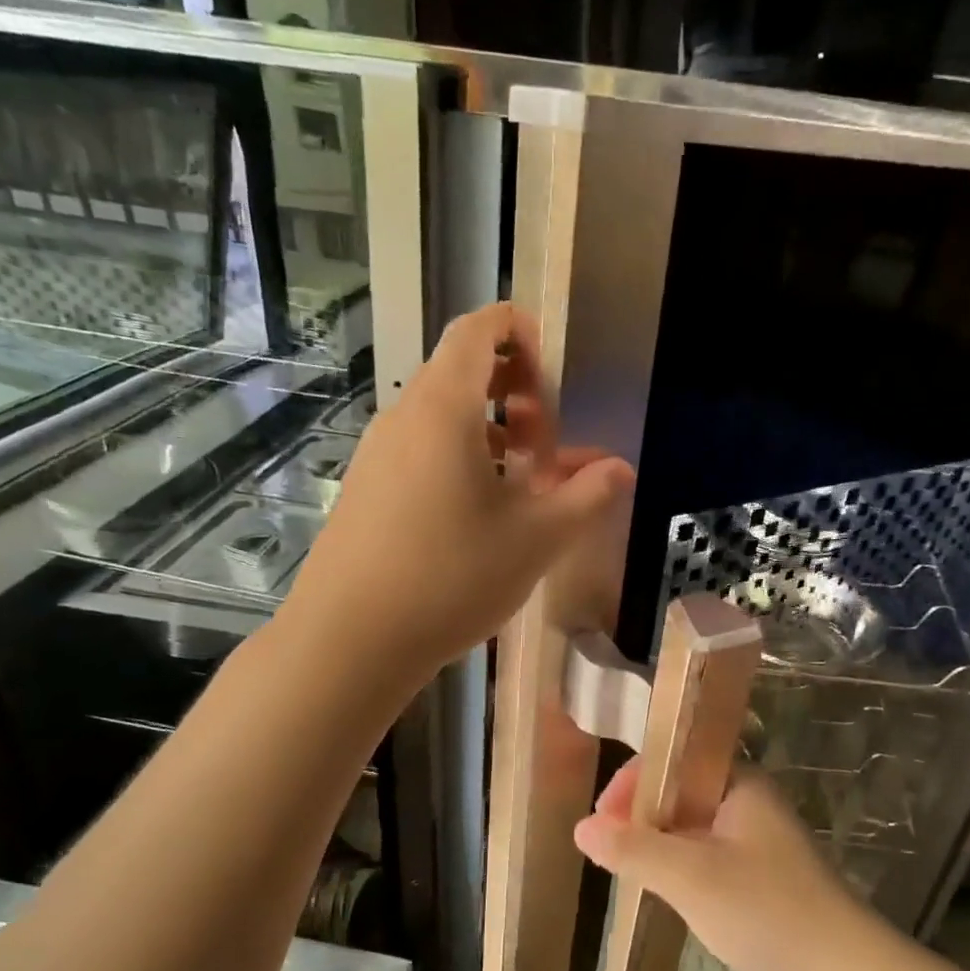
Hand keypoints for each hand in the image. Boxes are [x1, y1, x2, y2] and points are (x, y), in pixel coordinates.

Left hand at [292, 303, 633, 682]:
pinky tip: (481, 514)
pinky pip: (422, 451)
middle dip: (516, 393)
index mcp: (444, 408)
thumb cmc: (451, 577)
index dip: (519, 332)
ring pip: (443, 416)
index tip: (553, 374)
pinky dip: (461, 460)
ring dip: (491, 433)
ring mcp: (378, 454)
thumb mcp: (536, 538)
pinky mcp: (367, 489)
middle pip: (462, 371)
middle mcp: (404, 417)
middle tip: (547, 445)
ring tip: (523, 483)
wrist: (350, 640)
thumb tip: (619, 469)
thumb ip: (585, 496)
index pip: (478, 330)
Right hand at [574, 759, 893, 970]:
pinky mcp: (761, 869)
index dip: (631, 783)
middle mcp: (748, 798)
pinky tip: (666, 889)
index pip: (671, 760)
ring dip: (658, 840)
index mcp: (737, 781)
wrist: (844, 970)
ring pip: (691, 823)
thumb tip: (581, 828)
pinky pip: (707, 850)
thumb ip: (634, 850)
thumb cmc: (765, 909)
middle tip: (610, 850)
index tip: (601, 821)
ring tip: (628, 869)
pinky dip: (680, 862)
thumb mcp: (690, 877)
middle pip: (679, 789)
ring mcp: (757, 835)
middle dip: (640, 814)